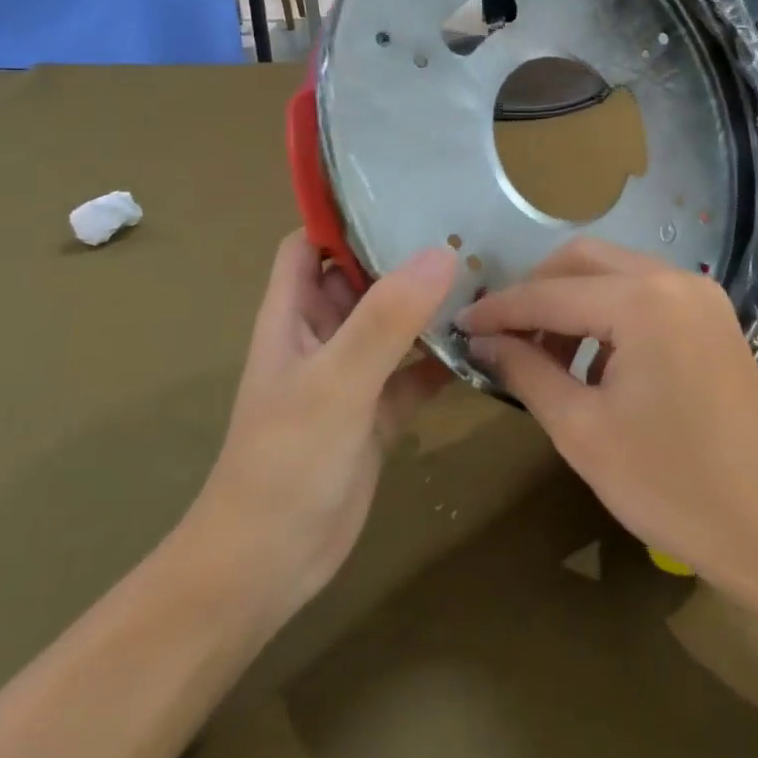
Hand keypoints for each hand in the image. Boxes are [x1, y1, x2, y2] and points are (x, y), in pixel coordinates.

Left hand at [183, 232, 457, 623]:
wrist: (269, 565)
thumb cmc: (285, 462)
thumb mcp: (335, 383)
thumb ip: (385, 320)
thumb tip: (441, 252)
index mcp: (294, 314)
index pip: (310, 243)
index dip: (344, 216)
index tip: (402, 193)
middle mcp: (321, 335)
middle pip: (362, 277)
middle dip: (405, 255)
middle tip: (468, 229)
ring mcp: (350, 374)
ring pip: (393, 324)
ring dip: (430, 306)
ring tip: (488, 277)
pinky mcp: (376, 412)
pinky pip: (415, 372)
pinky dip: (443, 360)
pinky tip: (486, 348)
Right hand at [458, 239, 757, 592]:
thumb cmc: (672, 486)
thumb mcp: (583, 431)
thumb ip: (527, 372)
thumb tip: (483, 341)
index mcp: (642, 300)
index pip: (549, 293)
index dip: (499, 309)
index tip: (459, 325)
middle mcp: (674, 279)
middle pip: (584, 260)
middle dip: (536, 292)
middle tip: (502, 337)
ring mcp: (701, 296)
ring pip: (616, 274)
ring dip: (573, 302)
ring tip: (545, 356)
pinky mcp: (713, 319)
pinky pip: (646, 295)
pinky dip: (609, 315)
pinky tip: (594, 362)